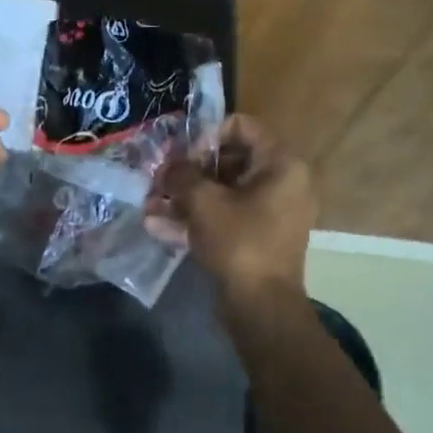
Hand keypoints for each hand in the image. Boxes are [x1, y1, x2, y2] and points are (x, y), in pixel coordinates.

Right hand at [148, 114, 315, 300]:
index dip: (205, 135)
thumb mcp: (203, 201)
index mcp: (280, 164)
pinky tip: (158, 226)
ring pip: (223, 192)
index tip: (180, 154)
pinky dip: (196, 219)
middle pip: (229, 161)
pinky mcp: (257, 237)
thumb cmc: (238, 242)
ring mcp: (270, 213)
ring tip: (150, 204)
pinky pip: (225, 217)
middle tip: (159, 179)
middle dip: (189, 170)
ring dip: (186, 196)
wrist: (261, 306)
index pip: (241, 126)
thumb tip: (169, 165)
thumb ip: (182, 174)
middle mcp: (282, 183)